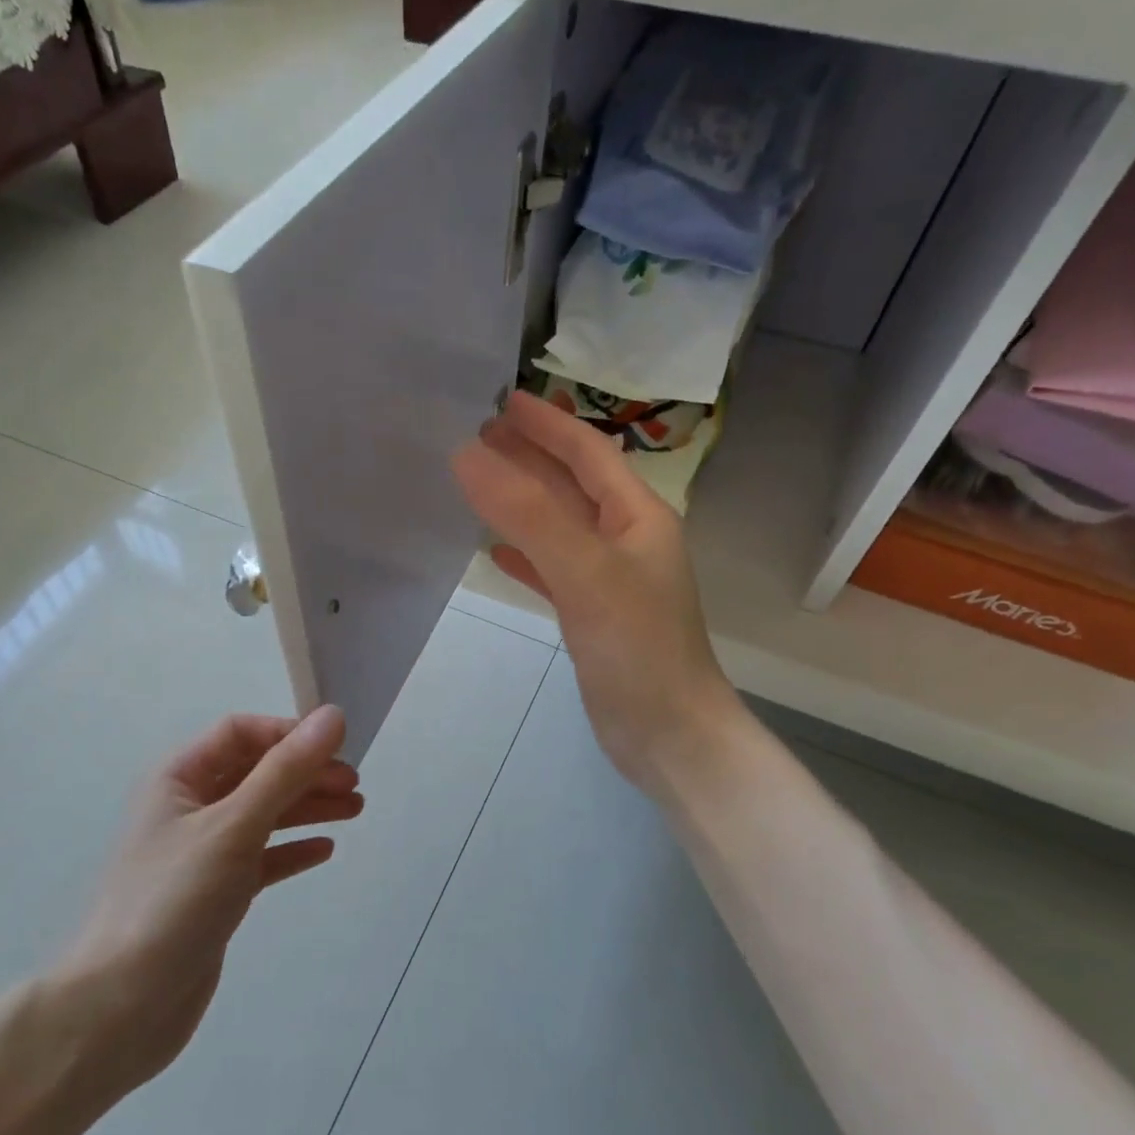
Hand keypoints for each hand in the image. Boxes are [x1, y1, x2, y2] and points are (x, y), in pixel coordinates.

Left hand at [49, 708, 362, 1089]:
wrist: (121, 1008)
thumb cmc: (173, 901)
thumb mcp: (233, 826)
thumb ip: (285, 771)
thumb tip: (333, 716)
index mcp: (179, 779)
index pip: (239, 733)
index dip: (288, 733)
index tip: (336, 747)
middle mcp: (190, 808)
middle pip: (257, 773)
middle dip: (306, 773)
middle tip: (354, 785)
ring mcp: (203, 853)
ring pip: (264, 815)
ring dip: (307, 807)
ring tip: (355, 809)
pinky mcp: (216, 893)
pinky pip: (262, 858)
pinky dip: (292, 849)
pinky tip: (324, 849)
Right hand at [452, 391, 733, 790]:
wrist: (668, 734)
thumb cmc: (636, 648)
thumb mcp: (584, 572)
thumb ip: (527, 514)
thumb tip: (467, 456)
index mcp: (638, 517)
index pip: (588, 453)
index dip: (547, 424)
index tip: (503, 400)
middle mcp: (626, 541)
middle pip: (571, 485)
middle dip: (529, 458)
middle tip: (476, 435)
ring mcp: (609, 581)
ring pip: (559, 527)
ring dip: (522, 503)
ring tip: (477, 482)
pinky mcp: (592, 617)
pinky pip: (553, 570)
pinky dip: (525, 554)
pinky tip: (495, 551)